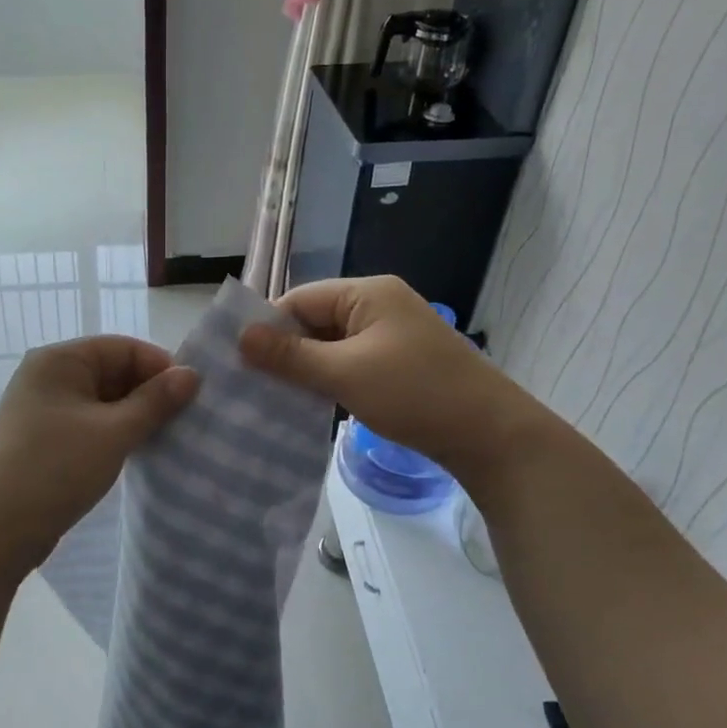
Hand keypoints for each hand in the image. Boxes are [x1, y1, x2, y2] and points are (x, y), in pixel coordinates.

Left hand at [0, 335, 199, 567]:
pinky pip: (90, 423)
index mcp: (59, 360)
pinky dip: (115, 433)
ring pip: (103, 401)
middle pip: (113, 371)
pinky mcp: (45, 439)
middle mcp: (48, 376)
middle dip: (148, 393)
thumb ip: (155, 401)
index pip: (123, 347)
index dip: (160, 367)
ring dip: (134, 416)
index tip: (193, 397)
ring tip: (166, 438)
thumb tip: (192, 374)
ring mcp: (44, 409)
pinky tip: (137, 451)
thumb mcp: (114, 433)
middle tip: (185, 421)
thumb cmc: (56, 469)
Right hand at [238, 276, 529, 475]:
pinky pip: (349, 362)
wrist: (489, 434)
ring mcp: (390, 334)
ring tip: (272, 396)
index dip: (268, 327)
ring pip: (330, 345)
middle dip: (284, 350)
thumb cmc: (415, 394)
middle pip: (314, 320)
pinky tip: (309, 403)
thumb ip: (291, 355)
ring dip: (305, 368)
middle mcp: (378, 305)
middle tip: (250, 384)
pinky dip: (328, 379)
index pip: (300, 299)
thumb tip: (241, 336)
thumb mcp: (345, 373)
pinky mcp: (397, 362)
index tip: (238, 361)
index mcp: (367, 293)